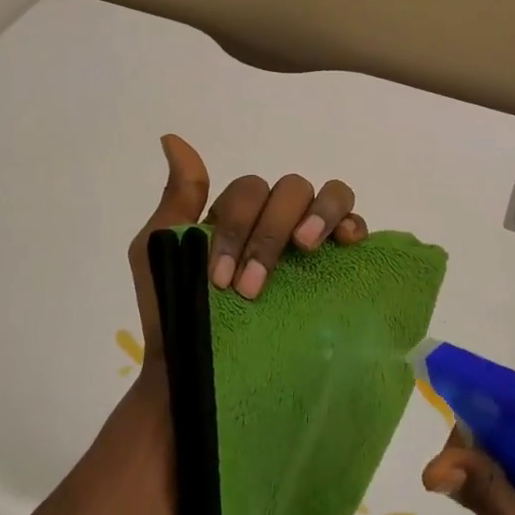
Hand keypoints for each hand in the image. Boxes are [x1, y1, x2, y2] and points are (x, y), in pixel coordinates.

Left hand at [127, 134, 369, 337]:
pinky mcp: (332, 269)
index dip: (239, 227)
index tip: (222, 279)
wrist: (194, 375)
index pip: (251, 190)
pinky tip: (346, 242)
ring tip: (304, 247)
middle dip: (269, 234)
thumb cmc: (173, 313)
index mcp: (239, 215)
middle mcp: (276, 221)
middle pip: (290, 190)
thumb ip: (177, 197)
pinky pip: (354, 227)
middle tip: (251, 287)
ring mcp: (307, 243)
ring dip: (318, 214)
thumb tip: (173, 139)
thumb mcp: (159, 249)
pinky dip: (352, 223)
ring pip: (328, 195)